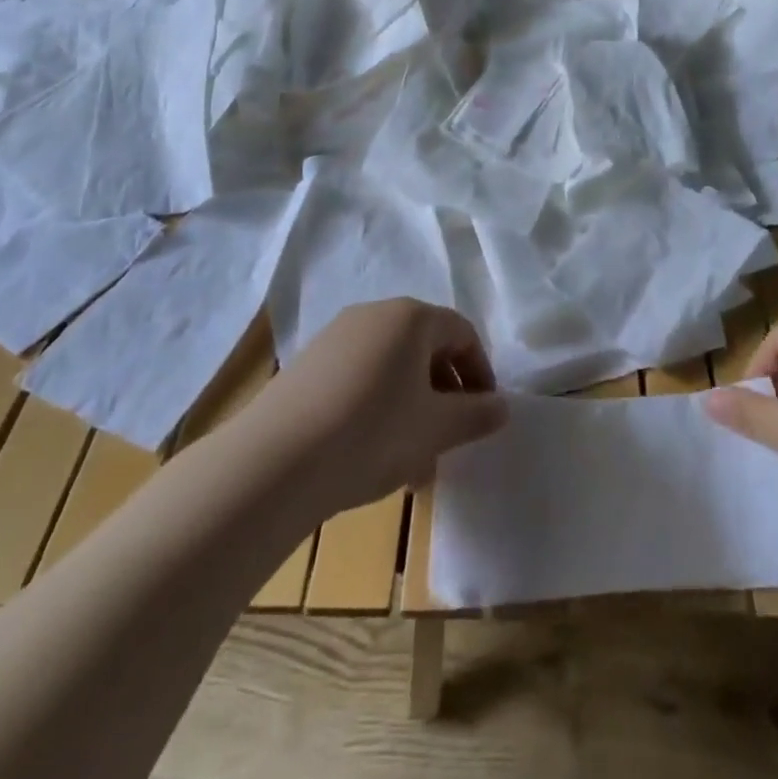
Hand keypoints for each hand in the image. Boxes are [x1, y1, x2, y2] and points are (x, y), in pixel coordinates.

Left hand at [258, 299, 507, 517]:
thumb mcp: (436, 428)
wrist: (274, 462)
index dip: (480, 373)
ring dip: (411, 408)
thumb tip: (503, 406)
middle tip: (448, 441)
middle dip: (444, 396)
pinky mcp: (307, 365)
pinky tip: (369, 456)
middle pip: (425, 348)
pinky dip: (376, 408)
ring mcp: (336, 337)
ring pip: (391, 368)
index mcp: (411, 317)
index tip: (483, 414)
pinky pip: (359, 378)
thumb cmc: (372, 433)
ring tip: (411, 464)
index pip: (462, 333)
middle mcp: (374, 314)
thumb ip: (476, 415)